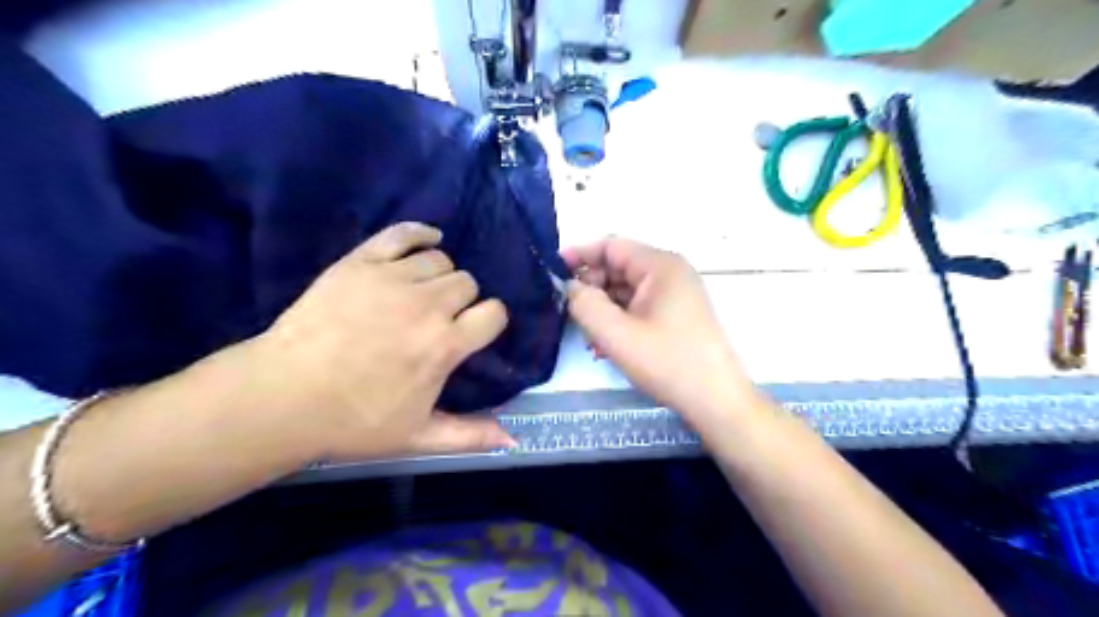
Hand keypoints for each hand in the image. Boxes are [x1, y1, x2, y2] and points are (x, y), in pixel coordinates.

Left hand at [253, 224, 514, 458]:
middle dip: (464, 299)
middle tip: (441, 318)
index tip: (476, 330)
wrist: (282, 396)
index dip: (490, 321)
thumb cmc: (353, 421)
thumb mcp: (417, 437)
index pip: (494, 313)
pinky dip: (420, 233)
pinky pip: (402, 233)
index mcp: (444, 345)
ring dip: (440, 275)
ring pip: (441, 259)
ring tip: (423, 292)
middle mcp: (427, 305)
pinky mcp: (361, 262)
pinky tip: (428, 240)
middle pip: (468, 282)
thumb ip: (469, 436)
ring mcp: (392, 279)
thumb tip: (514, 441)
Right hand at [561, 235, 760, 434]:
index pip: (611, 246)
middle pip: (618, 268)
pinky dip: (620, 320)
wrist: (716, 400)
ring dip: (604, 309)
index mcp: (660, 266)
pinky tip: (607, 346)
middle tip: (569, 313)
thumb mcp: (617, 334)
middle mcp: (670, 273)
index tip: (552, 272)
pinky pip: (639, 307)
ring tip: (589, 337)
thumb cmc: (667, 362)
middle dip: (591, 288)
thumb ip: (585, 305)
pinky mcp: (677, 315)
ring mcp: (676, 294)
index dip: (579, 255)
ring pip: (627, 291)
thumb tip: (570, 286)